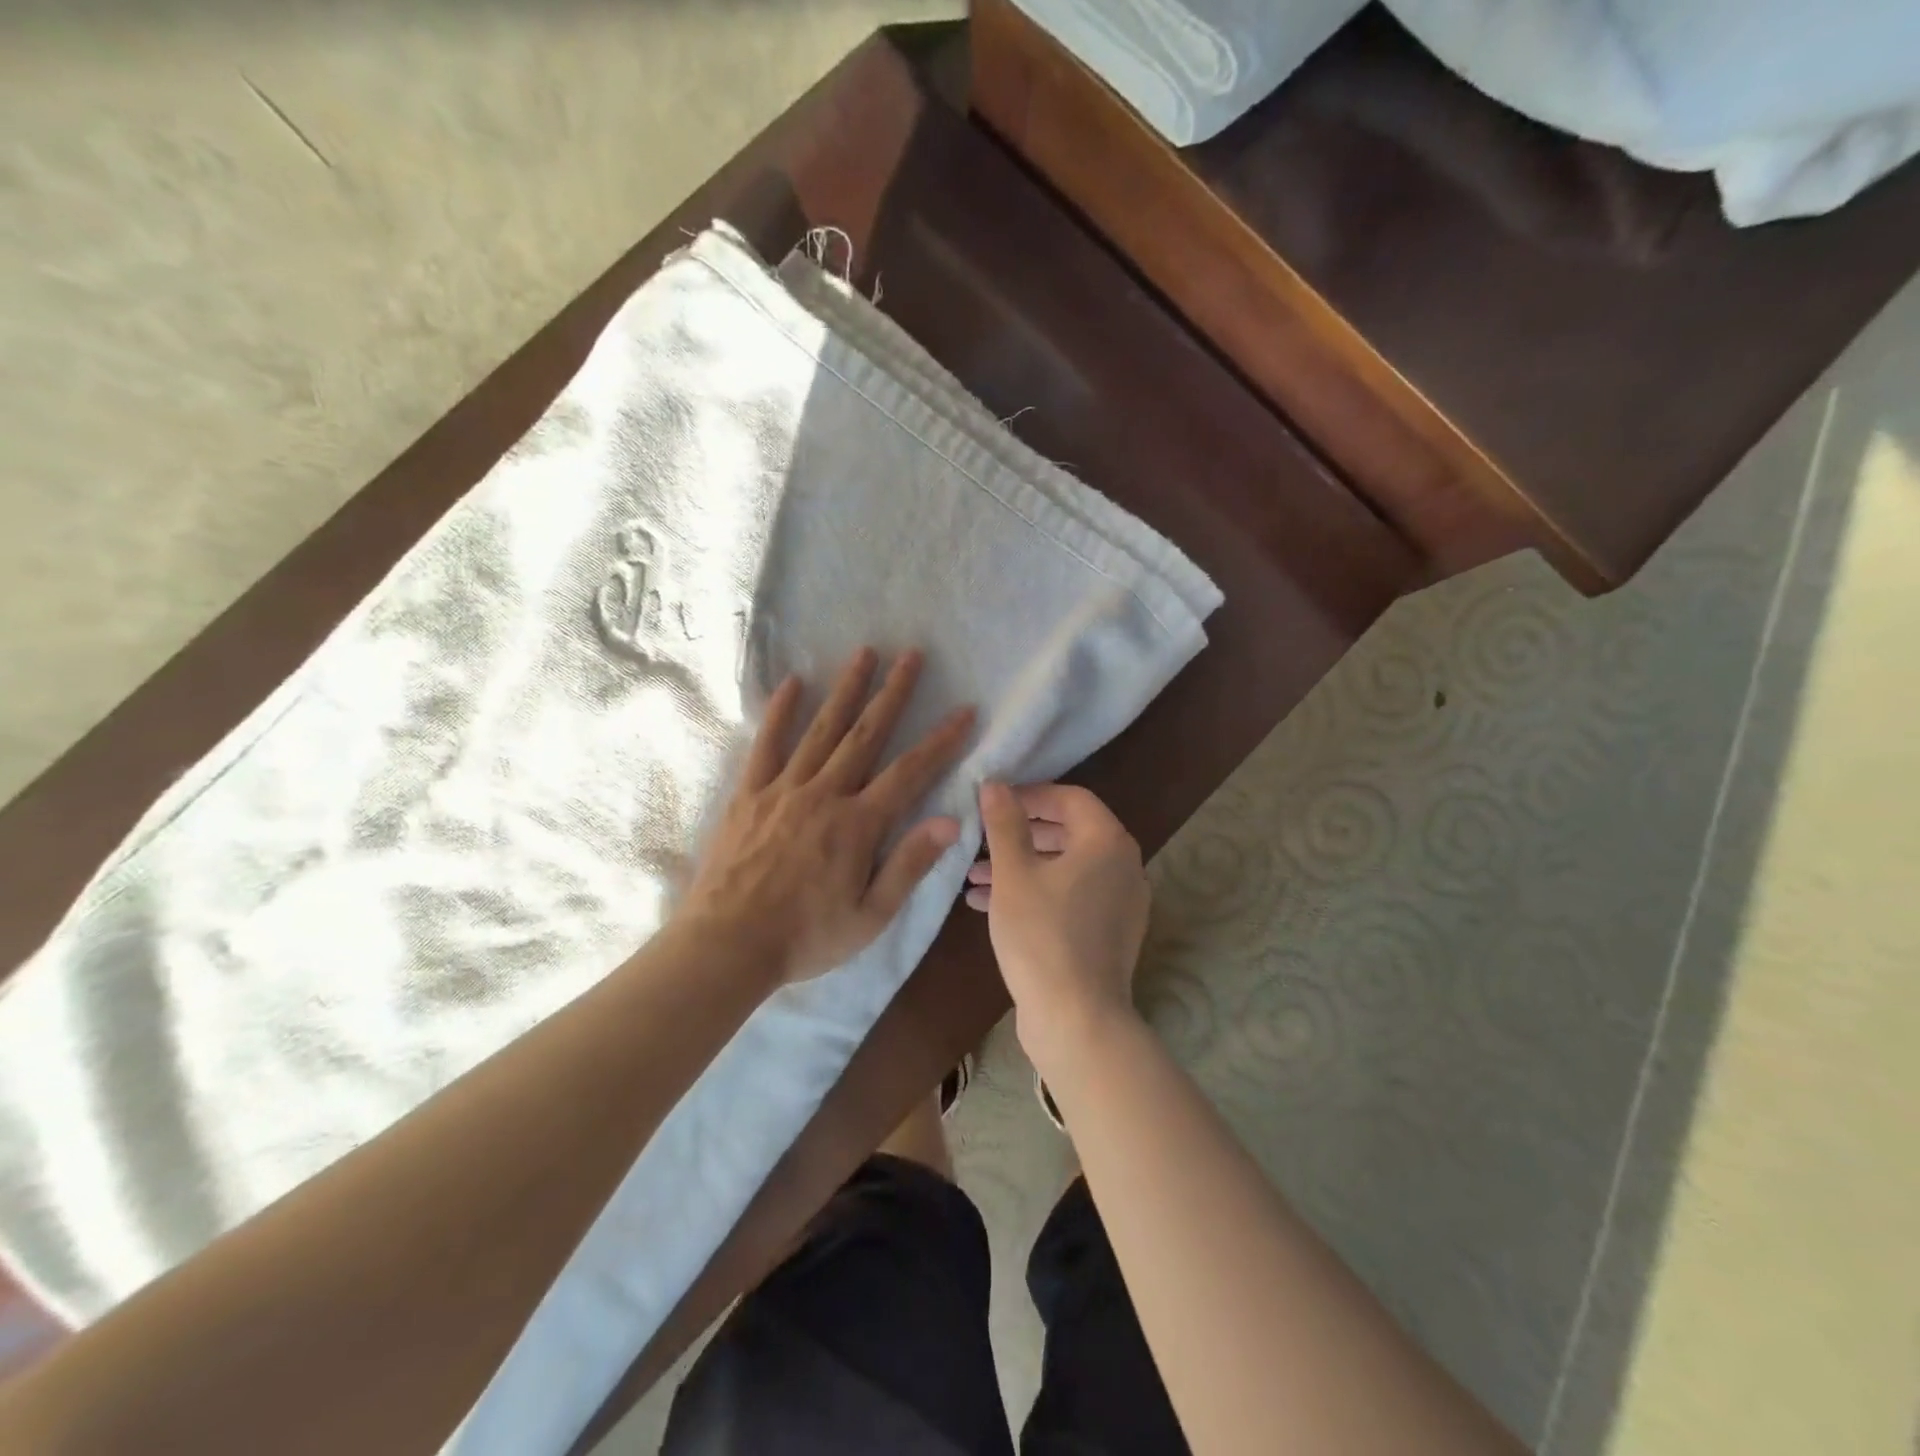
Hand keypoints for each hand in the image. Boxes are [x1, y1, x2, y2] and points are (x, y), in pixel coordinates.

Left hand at [680, 647, 973, 986]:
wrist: (727, 945)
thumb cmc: (805, 937)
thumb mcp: (871, 916)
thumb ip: (909, 864)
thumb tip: (950, 820)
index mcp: (858, 825)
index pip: (910, 772)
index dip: (940, 740)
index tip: (963, 710)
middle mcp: (824, 795)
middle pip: (866, 735)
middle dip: (892, 693)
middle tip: (911, 654)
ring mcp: (783, 789)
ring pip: (821, 730)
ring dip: (845, 689)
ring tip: (864, 653)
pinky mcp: (749, 794)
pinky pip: (767, 744)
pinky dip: (780, 712)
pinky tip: (793, 683)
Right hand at [968, 782, 1149, 1072]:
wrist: (1077, 1019)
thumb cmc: (1042, 935)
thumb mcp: (1013, 874)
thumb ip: (1004, 823)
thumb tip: (995, 784)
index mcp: (1107, 842)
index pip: (1070, 798)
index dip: (1029, 794)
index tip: (993, 802)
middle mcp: (1123, 866)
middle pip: (1068, 832)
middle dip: (1019, 835)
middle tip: (981, 839)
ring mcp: (1120, 902)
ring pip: (1065, 868)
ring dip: (1021, 866)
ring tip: (973, 877)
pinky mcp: (1109, 932)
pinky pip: (1070, 896)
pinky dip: (1036, 893)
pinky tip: (990, 906)